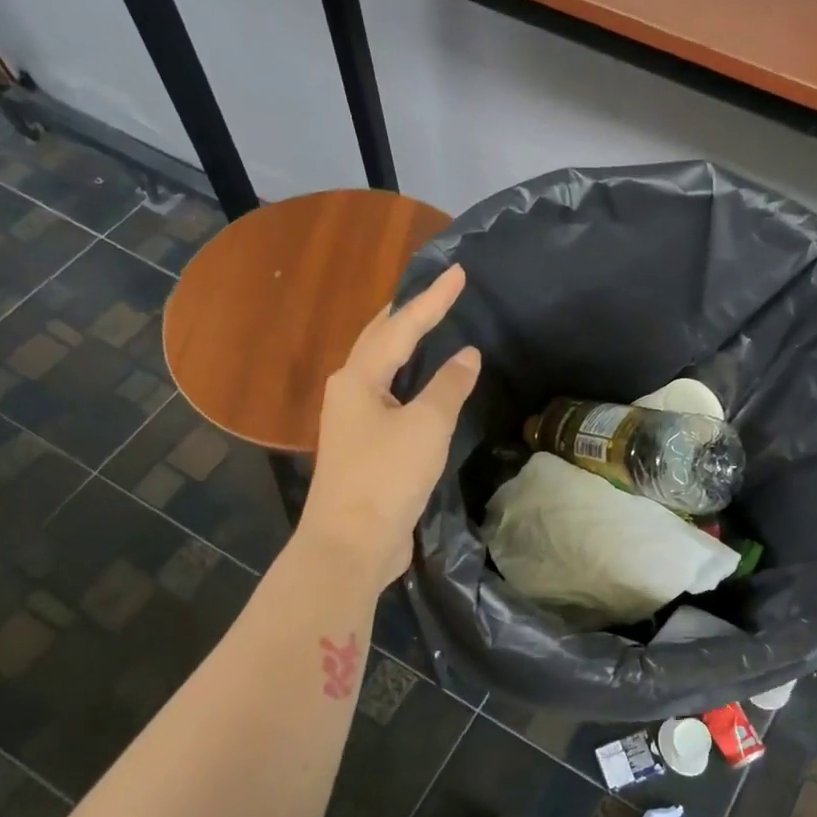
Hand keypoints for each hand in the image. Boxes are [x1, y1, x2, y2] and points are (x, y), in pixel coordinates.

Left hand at [297, 265, 479, 592]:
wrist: (351, 544)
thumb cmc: (386, 477)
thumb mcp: (426, 426)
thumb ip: (448, 386)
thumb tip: (467, 356)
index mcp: (358, 378)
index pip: (401, 327)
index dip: (433, 300)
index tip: (458, 273)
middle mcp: (348, 392)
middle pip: (377, 341)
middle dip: (405, 316)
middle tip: (433, 295)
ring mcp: (352, 422)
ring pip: (379, 371)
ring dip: (401, 347)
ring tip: (426, 329)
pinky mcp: (363, 449)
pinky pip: (388, 400)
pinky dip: (407, 383)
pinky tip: (422, 388)